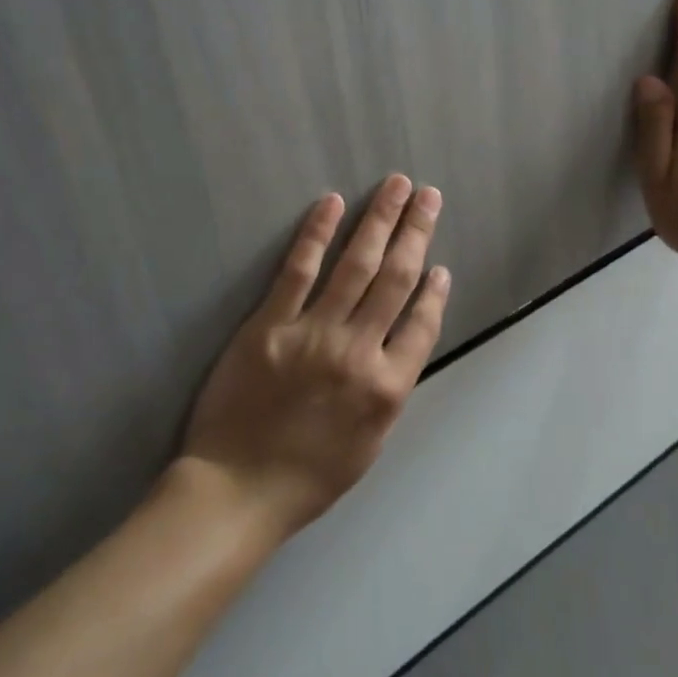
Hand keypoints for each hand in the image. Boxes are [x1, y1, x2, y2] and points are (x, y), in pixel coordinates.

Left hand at [179, 175, 451, 538]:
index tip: (440, 265)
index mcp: (387, 388)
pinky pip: (298, 271)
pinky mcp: (269, 325)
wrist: (237, 490)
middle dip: (415, 232)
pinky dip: (317, 234)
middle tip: (428, 195)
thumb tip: (398, 347)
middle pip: (395, 279)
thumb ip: (387, 392)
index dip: (433, 290)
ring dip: (380, 220)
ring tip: (397, 186)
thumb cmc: (307, 478)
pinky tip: (332, 204)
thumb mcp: (368, 445)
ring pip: (356, 265)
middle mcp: (358, 352)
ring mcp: (314, 333)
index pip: (422, 324)